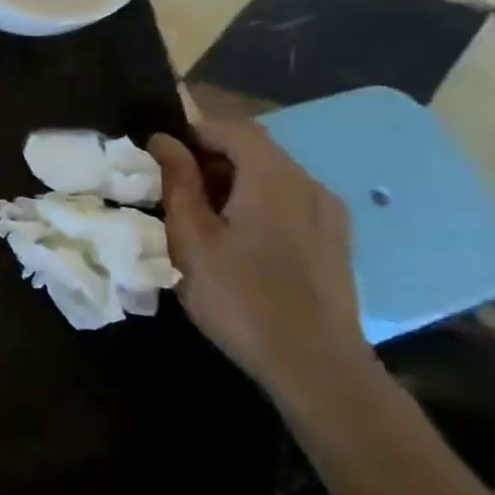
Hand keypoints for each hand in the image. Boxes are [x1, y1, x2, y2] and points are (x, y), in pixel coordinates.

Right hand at [149, 122, 369, 402]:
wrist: (315, 366)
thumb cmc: (240, 297)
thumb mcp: (191, 238)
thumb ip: (177, 183)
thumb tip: (164, 141)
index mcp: (274, 179)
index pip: (233, 128)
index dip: (193, 131)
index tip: (159, 153)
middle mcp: (309, 186)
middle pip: (256, 149)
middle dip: (210, 156)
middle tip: (171, 185)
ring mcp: (329, 214)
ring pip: (273, 176)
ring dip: (233, 180)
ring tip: (199, 213)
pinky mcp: (335, 241)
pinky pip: (290, 201)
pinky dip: (257, 201)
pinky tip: (236, 236)